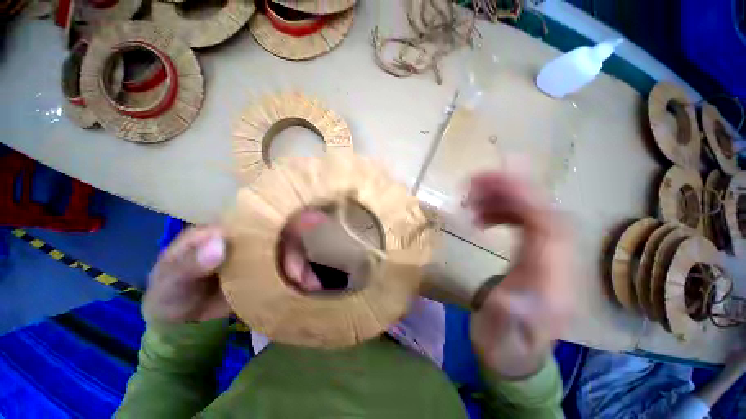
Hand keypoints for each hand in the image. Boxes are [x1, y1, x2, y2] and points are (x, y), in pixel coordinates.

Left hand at [144, 213, 331, 322]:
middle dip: (298, 253)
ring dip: (304, 268)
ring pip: (291, 253)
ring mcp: (264, 255)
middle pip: (284, 235)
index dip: (286, 217)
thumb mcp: (170, 279)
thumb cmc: (172, 290)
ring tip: (311, 288)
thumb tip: (219, 243)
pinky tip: (308, 291)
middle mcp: (252, 237)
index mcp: (230, 228)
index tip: (311, 223)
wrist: (181, 317)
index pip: (262, 216)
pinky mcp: (269, 272)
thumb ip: (188, 262)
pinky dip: (301, 280)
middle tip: (304, 278)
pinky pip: (289, 272)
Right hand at [466, 173, 573, 377]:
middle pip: (545, 212)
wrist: (515, 353)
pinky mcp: (537, 255)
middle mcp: (558, 264)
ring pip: (535, 213)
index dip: (522, 199)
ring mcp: (548, 257)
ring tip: (472, 200)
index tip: (490, 183)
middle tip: (475, 182)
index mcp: (552, 283)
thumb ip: (509, 314)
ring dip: (504, 199)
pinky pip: (526, 222)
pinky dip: (503, 212)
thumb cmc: (505, 345)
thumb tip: (510, 289)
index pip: (549, 228)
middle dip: (511, 191)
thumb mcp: (502, 336)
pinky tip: (482, 217)